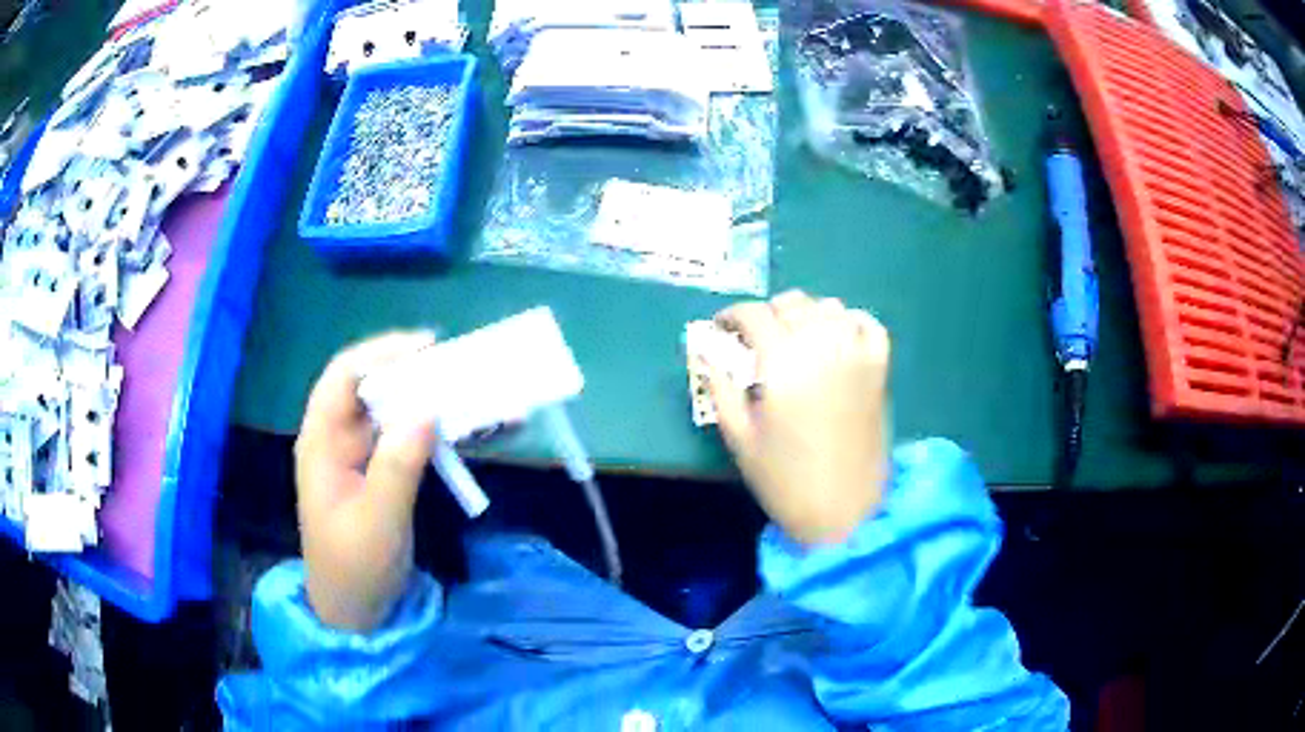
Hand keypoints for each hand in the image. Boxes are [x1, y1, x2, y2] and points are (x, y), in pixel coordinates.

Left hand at [294, 331, 436, 631]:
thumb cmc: (355, 567)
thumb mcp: (377, 520)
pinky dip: (434, 429)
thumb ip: (398, 465)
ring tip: (469, 391)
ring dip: (428, 398)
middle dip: (412, 372)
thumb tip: (426, 410)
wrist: (355, 612)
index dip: (381, 354)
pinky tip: (463, 428)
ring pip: (391, 410)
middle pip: (370, 387)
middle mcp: (338, 438)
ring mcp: (359, 456)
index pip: (343, 377)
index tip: (427, 348)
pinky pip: (406, 438)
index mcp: (321, 442)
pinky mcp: (380, 472)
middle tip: (458, 367)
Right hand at [708, 291, 890, 545]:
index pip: (753, 314)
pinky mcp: (880, 368)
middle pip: (791, 302)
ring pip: (828, 307)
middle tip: (754, 342)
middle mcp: (823, 346)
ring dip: (805, 315)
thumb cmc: (784, 479)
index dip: (731, 316)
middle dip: (766, 315)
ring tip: (793, 341)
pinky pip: (866, 323)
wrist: (844, 511)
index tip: (722, 331)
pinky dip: (848, 321)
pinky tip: (835, 338)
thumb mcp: (739, 436)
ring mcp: (857, 354)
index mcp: (783, 363)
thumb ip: (719, 385)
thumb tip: (705, 349)